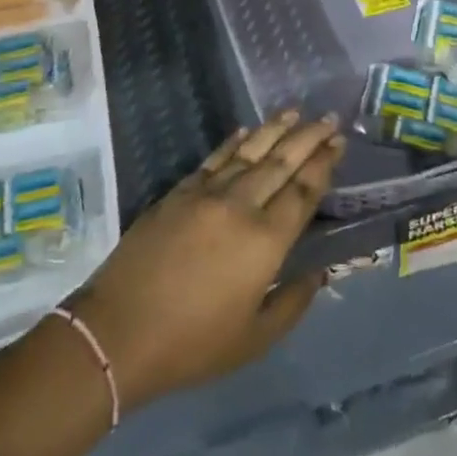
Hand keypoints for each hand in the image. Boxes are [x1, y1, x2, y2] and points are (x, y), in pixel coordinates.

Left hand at [72, 112, 342, 411]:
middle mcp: (240, 206)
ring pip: (249, 152)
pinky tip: (246, 130)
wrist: (118, 332)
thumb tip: (319, 272)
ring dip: (275, 130)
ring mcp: (206, 194)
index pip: (303, 191)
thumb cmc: (193, 344)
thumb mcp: (256, 338)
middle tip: (329, 118)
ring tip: (295, 112)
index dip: (323, 164)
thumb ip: (293, 302)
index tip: (339, 142)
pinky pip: (214, 158)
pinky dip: (233, 142)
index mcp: (266, 241)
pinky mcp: (177, 193)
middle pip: (281, 162)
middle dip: (308, 137)